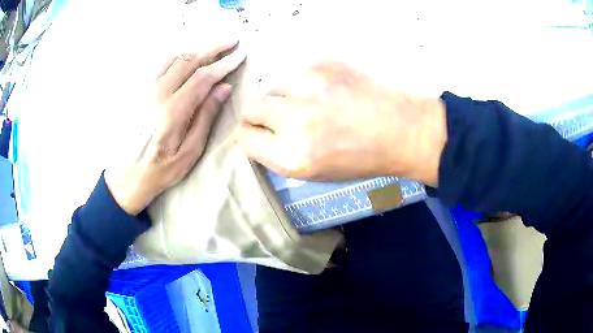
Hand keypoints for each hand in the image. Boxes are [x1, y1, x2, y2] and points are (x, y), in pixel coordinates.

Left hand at [105, 41, 245, 214]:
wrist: (129, 174)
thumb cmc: (162, 168)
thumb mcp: (190, 151)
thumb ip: (205, 117)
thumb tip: (223, 88)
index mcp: (172, 111)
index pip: (203, 77)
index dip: (224, 63)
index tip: (240, 54)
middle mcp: (157, 94)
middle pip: (189, 60)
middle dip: (213, 47)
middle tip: (232, 40)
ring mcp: (146, 90)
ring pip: (174, 58)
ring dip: (196, 49)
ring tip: (213, 47)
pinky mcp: (140, 91)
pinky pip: (160, 64)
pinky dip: (178, 56)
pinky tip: (187, 57)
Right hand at [237, 60, 446, 185]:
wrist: (402, 129)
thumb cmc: (361, 159)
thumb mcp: (315, 172)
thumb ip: (279, 155)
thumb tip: (258, 135)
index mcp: (291, 156)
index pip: (245, 139)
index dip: (250, 137)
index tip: (259, 135)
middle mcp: (292, 120)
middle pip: (249, 109)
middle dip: (258, 116)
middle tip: (278, 118)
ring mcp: (306, 86)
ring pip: (272, 88)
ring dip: (283, 98)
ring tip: (311, 104)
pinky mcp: (320, 64)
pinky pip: (296, 74)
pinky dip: (304, 84)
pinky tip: (328, 92)